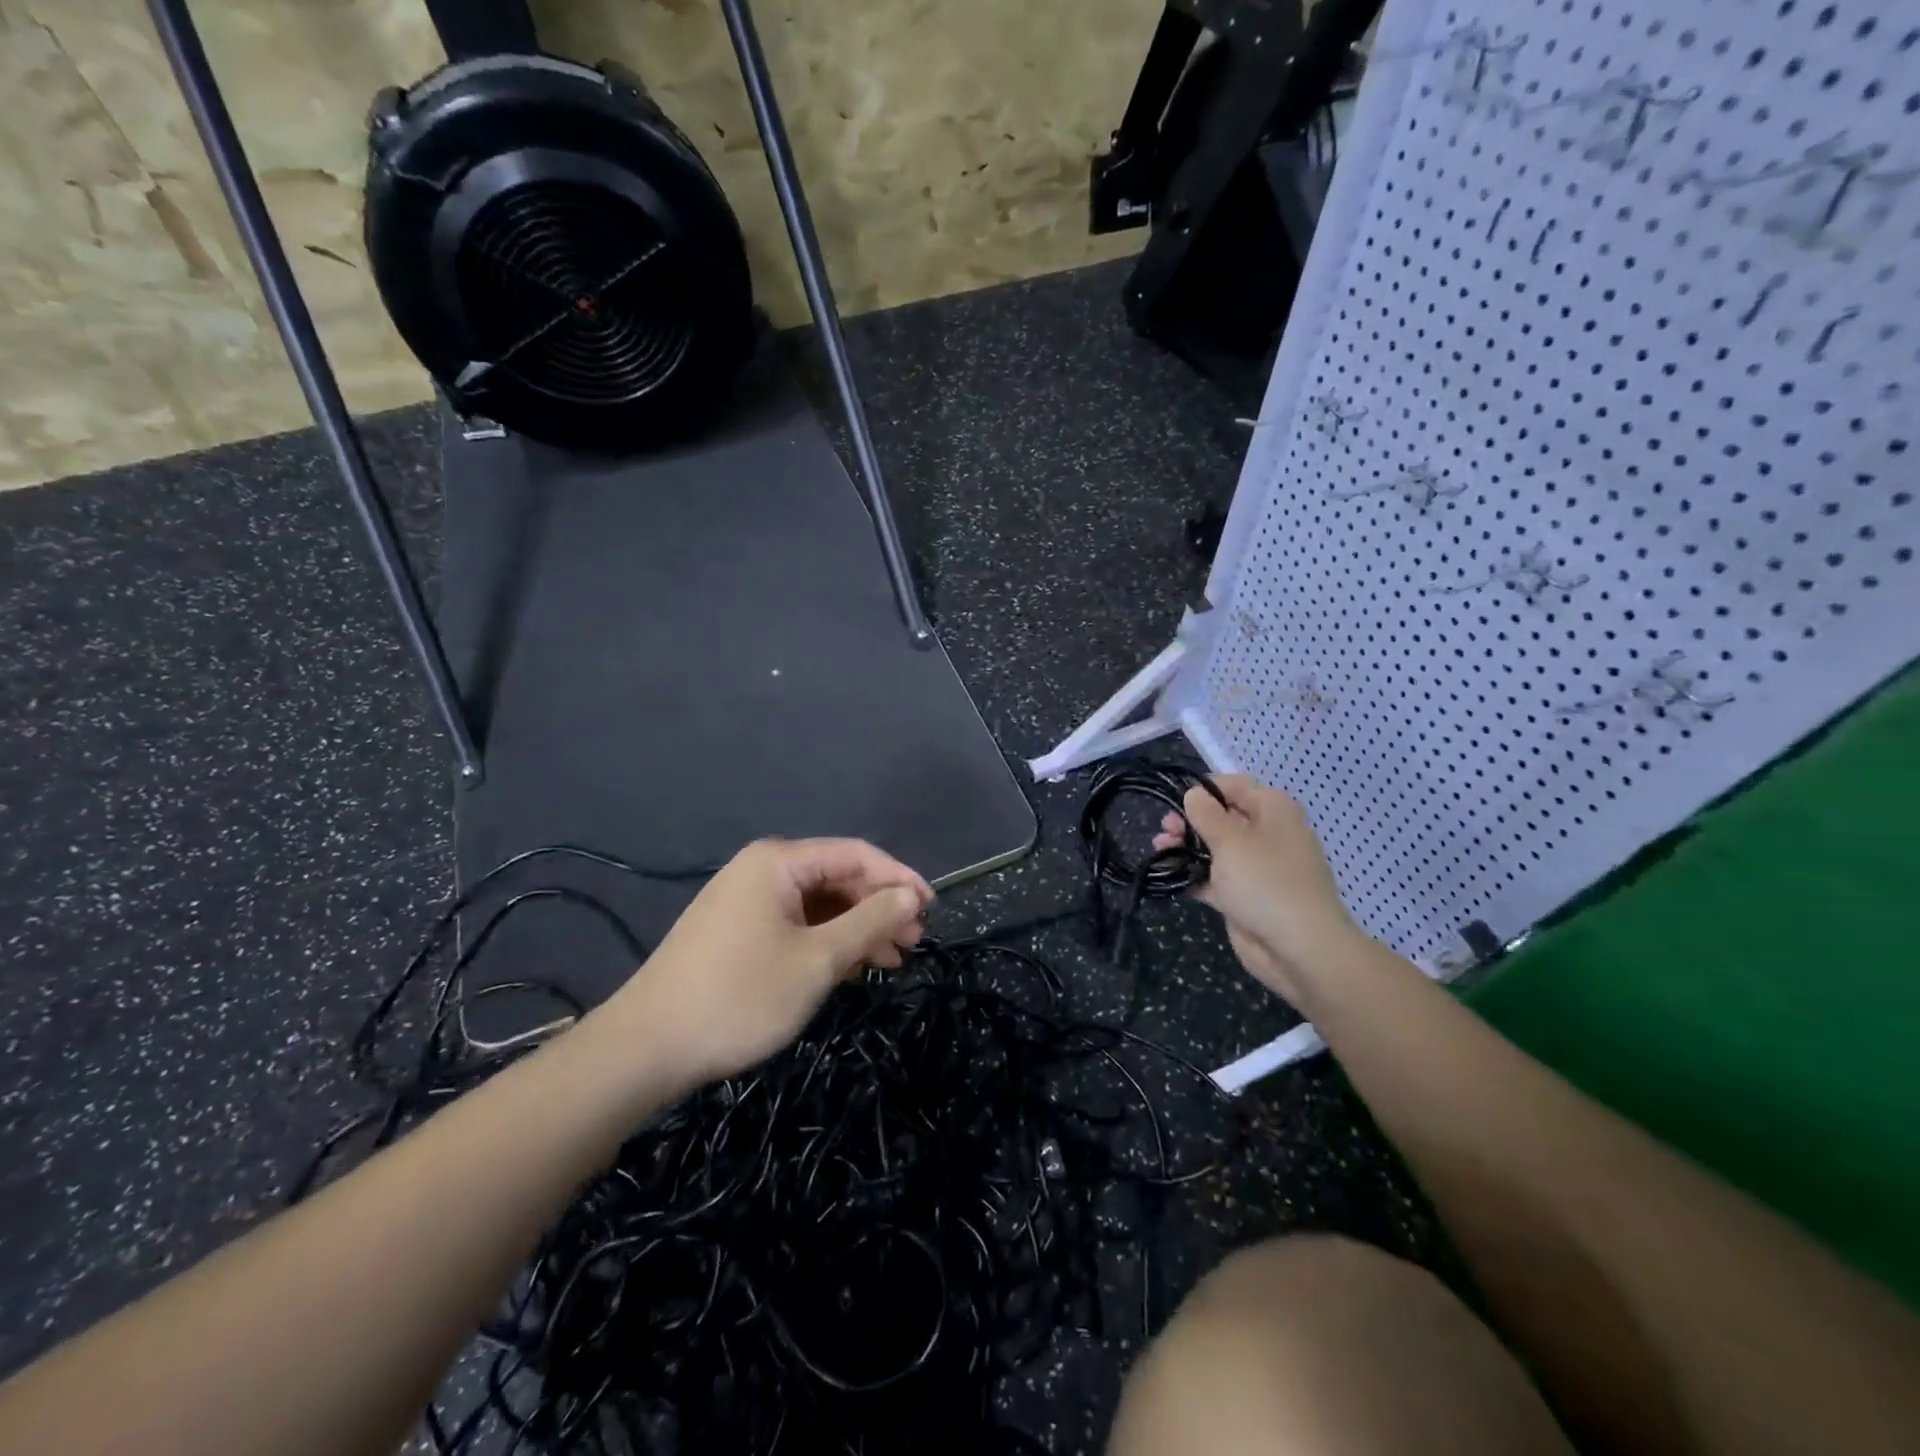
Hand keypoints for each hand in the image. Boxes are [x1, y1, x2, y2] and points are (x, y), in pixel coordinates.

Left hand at [602, 838, 931, 1089]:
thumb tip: (911, 896)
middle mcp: (762, 871)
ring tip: (890, 961)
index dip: (899, 879)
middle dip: (879, 908)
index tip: (932, 911)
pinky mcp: (737, 932)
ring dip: (857, 929)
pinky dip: (827, 943)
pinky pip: (796, 925)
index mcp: (778, 862)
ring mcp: (746, 902)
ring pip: (819, 905)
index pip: (856, 855)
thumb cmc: (740, 996)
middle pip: (837, 878)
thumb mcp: (818, 960)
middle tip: (913, 944)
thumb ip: (870, 921)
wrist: (646, 1049)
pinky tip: (849, 970)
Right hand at [1154, 775, 1361, 1000]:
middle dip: (1190, 821)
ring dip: (1187, 847)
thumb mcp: (1230, 840)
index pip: (1234, 786)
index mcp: (1273, 811)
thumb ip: (1206, 814)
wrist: (1299, 948)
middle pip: (1222, 817)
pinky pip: (1215, 878)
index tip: (1173, 798)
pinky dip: (1195, 875)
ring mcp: (1257, 868)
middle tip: (1164, 829)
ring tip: (1159, 849)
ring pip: (1215, 848)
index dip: (1203, 789)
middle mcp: (1267, 834)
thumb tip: (1193, 793)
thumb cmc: (1265, 881)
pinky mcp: (1245, 896)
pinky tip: (1170, 875)